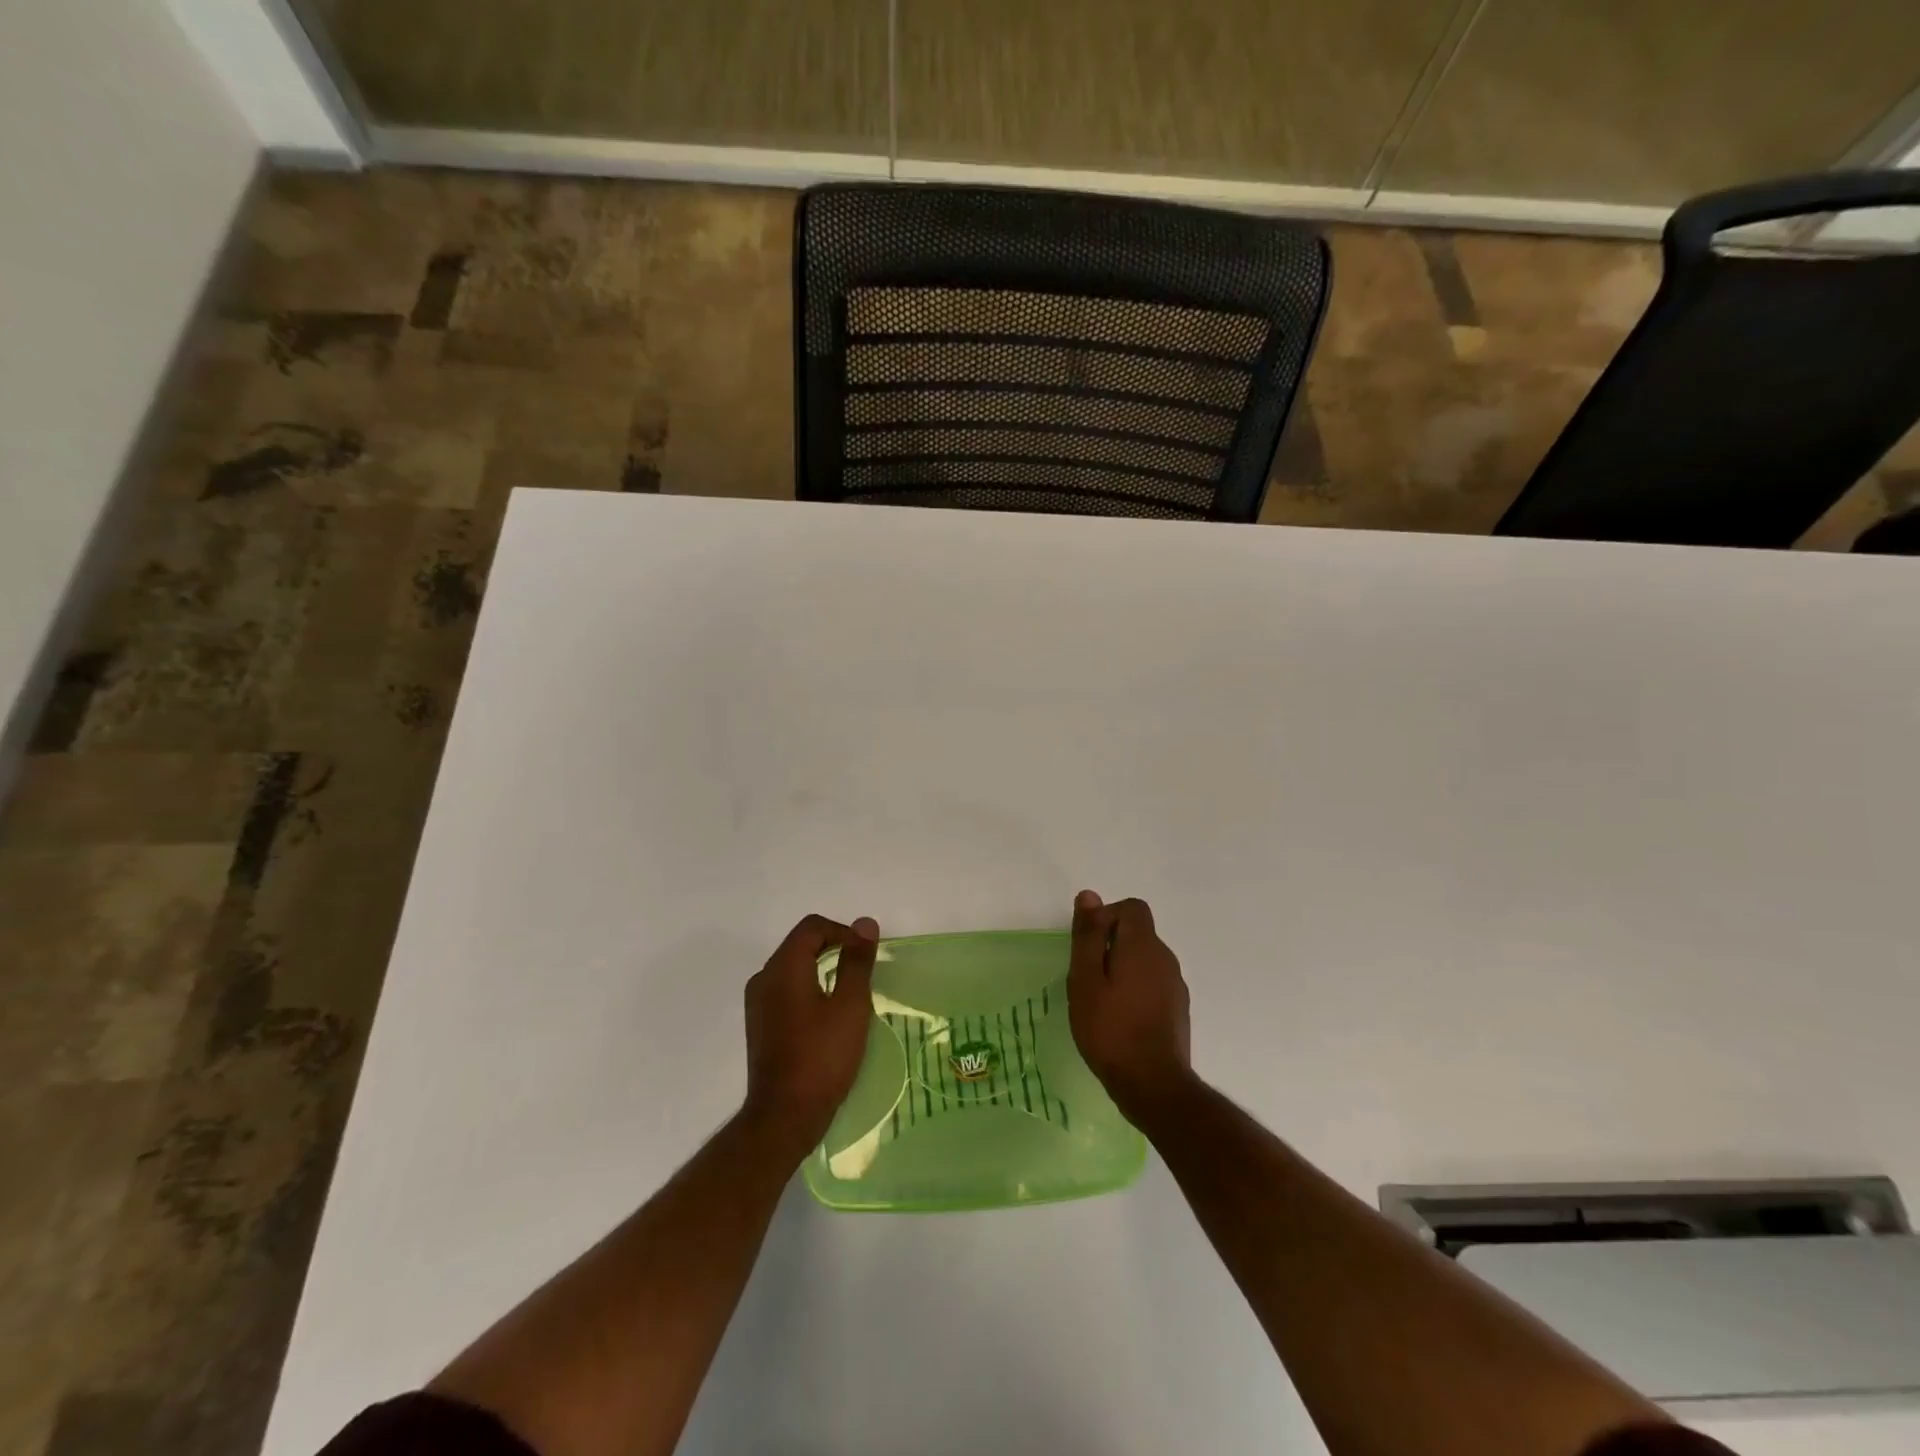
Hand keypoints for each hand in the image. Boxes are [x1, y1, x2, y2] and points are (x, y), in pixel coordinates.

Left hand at [742, 914, 878, 1155]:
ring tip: (848, 996)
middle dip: (834, 949)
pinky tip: (826, 1018)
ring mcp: (757, 1003)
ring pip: (793, 969)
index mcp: (783, 966)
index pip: (813, 927)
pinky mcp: (759, 1025)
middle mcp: (764, 977)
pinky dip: (808, 990)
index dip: (843, 932)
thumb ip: (856, 960)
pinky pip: (786, 991)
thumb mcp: (850, 1005)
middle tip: (862, 974)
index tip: (866, 956)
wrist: (784, 1116)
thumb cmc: (822, 1056)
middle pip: (801, 944)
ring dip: (821, 971)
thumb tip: (864, 923)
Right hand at [1067, 891, 1193, 1125]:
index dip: (1107, 917)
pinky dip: (1136, 989)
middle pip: (1139, 933)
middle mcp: (1165, 958)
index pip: (1132, 908)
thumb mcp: (1086, 980)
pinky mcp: (1178, 1009)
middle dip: (1111, 944)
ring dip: (1123, 968)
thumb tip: (1089, 895)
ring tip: (1101, 1000)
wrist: (1154, 1086)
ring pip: (1146, 959)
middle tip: (1087, 977)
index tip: (1088, 947)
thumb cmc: (1110, 1030)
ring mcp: (1176, 985)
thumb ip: (1087, 936)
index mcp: (1143, 946)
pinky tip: (1120, 1018)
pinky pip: (1154, 983)